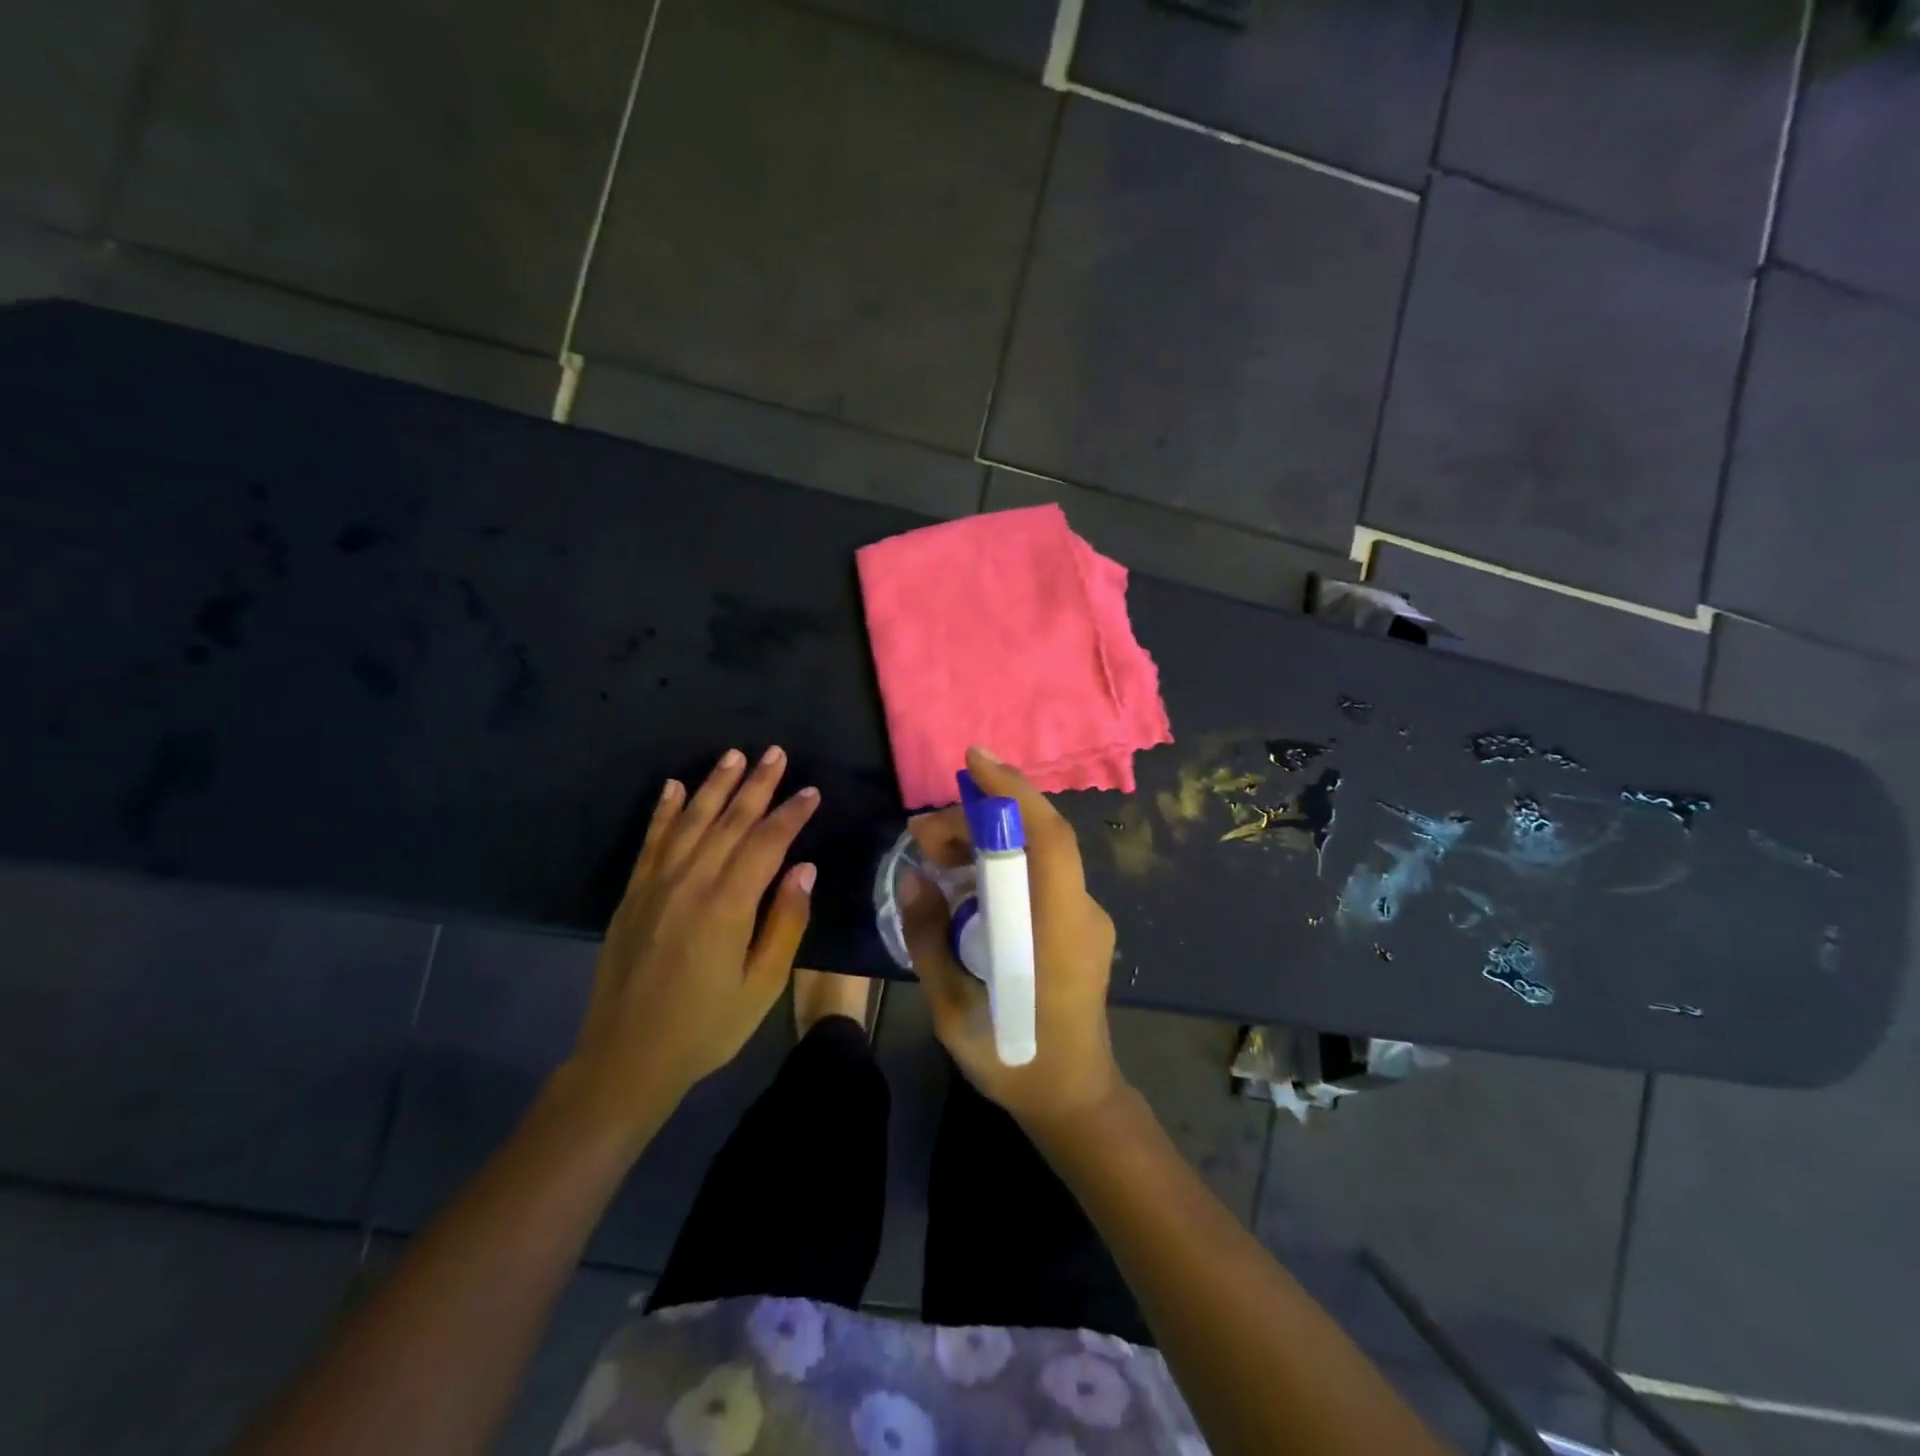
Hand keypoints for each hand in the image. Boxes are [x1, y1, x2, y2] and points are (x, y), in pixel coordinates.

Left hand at [563, 747, 819, 1130]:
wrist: (626, 1059)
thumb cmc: (706, 1027)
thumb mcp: (762, 985)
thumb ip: (785, 923)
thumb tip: (804, 868)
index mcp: (727, 906)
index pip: (766, 843)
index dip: (791, 814)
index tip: (811, 791)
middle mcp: (690, 883)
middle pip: (729, 821)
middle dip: (756, 784)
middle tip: (776, 753)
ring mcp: (656, 886)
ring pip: (690, 822)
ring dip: (714, 785)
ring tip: (734, 756)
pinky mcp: (633, 895)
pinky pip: (651, 842)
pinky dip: (664, 811)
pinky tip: (674, 787)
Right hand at [902, 746, 1126, 1136]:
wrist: (1074, 1099)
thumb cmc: (1013, 1061)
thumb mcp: (952, 1009)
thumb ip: (929, 939)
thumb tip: (913, 878)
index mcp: (1057, 932)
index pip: (1048, 839)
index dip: (1013, 792)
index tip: (972, 760)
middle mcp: (1081, 913)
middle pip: (1037, 838)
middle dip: (979, 819)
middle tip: (921, 833)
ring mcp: (1085, 918)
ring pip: (1037, 855)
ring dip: (986, 841)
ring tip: (932, 853)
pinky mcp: (1078, 925)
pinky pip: (1039, 878)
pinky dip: (1000, 865)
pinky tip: (962, 880)